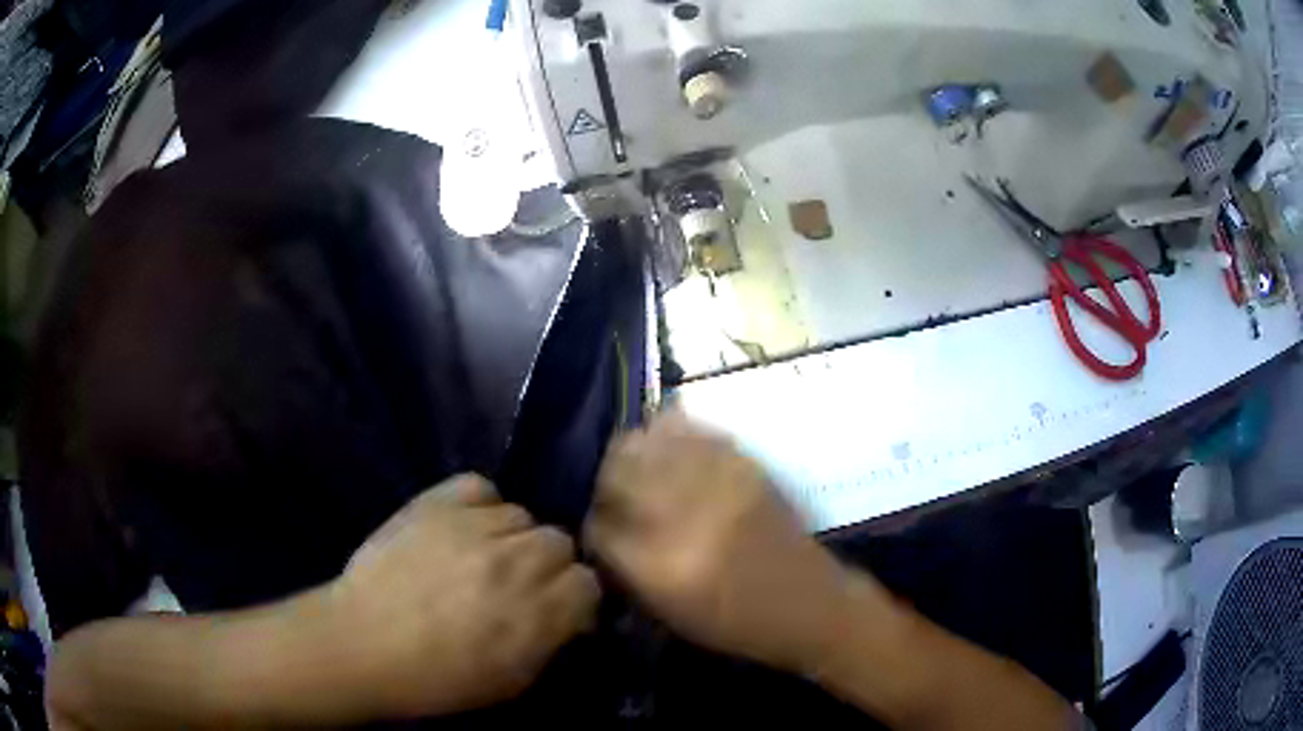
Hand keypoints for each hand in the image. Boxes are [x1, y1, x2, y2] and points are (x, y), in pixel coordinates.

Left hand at [331, 476, 600, 718]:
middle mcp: (515, 563)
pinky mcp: (436, 504)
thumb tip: (570, 618)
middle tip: (520, 584)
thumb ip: (551, 643)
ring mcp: (474, 528)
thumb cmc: (437, 679)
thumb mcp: (512, 682)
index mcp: (538, 613)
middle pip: (560, 541)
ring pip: (523, 515)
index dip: (576, 598)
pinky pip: (480, 488)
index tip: (558, 609)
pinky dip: (480, 505)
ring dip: (512, 538)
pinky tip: (466, 527)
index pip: (589, 582)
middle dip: (548, 566)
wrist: (363, 644)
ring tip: (484, 556)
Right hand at [585, 412, 884, 672]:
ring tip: (633, 464)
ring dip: (631, 451)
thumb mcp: (670, 613)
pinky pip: (692, 430)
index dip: (590, 522)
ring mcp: (719, 484)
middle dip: (603, 481)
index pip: (599, 525)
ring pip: (649, 442)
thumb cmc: (736, 623)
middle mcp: (687, 517)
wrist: (809, 603)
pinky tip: (666, 447)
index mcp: (664, 567)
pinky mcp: (745, 466)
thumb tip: (597, 528)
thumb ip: (625, 569)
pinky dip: (668, 433)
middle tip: (607, 491)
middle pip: (618, 472)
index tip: (593, 524)